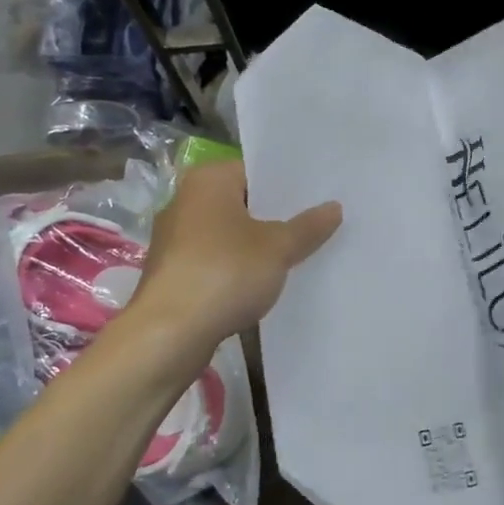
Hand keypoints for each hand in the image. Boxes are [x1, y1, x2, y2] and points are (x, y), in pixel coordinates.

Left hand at [129, 158, 341, 351]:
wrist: (169, 333)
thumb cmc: (225, 273)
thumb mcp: (278, 249)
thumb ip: (307, 227)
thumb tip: (334, 207)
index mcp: (208, 180)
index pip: (255, 171)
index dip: (288, 184)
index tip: (319, 196)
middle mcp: (185, 201)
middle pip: (242, 201)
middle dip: (276, 215)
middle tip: (317, 224)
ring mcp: (175, 238)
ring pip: (229, 233)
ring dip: (258, 244)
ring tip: (298, 253)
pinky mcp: (174, 272)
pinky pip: (216, 259)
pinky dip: (239, 266)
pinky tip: (265, 282)